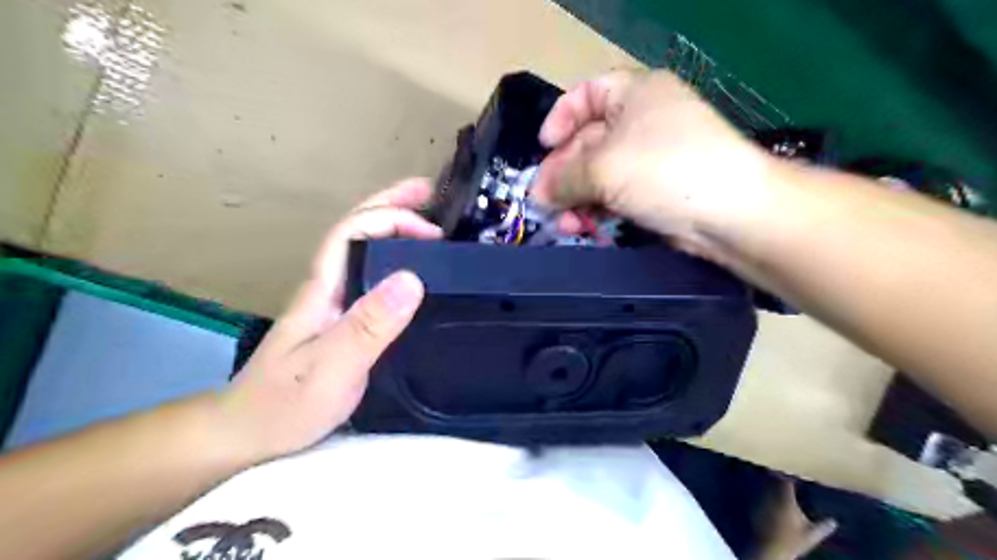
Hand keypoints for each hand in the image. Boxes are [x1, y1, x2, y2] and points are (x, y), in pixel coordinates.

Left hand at [222, 176, 445, 458]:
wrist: (248, 433)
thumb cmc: (286, 403)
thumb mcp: (332, 367)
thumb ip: (370, 325)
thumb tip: (412, 278)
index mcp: (323, 288)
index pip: (353, 232)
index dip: (391, 218)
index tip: (432, 230)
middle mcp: (329, 286)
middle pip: (357, 230)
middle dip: (392, 204)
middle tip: (431, 192)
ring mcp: (335, 304)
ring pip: (365, 250)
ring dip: (395, 226)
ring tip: (429, 218)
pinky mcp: (344, 321)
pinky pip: (374, 276)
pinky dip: (396, 259)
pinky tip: (414, 267)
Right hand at [534, 70, 774, 262]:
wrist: (729, 214)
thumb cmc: (663, 169)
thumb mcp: (603, 168)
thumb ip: (563, 179)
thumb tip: (539, 194)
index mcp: (635, 94)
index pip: (587, 94)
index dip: (560, 117)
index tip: (543, 148)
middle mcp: (642, 122)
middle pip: (588, 141)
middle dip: (562, 172)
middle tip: (543, 200)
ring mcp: (650, 159)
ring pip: (599, 174)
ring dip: (575, 198)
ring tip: (561, 223)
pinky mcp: (654, 193)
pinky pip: (614, 196)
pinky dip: (595, 210)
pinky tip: (579, 227)